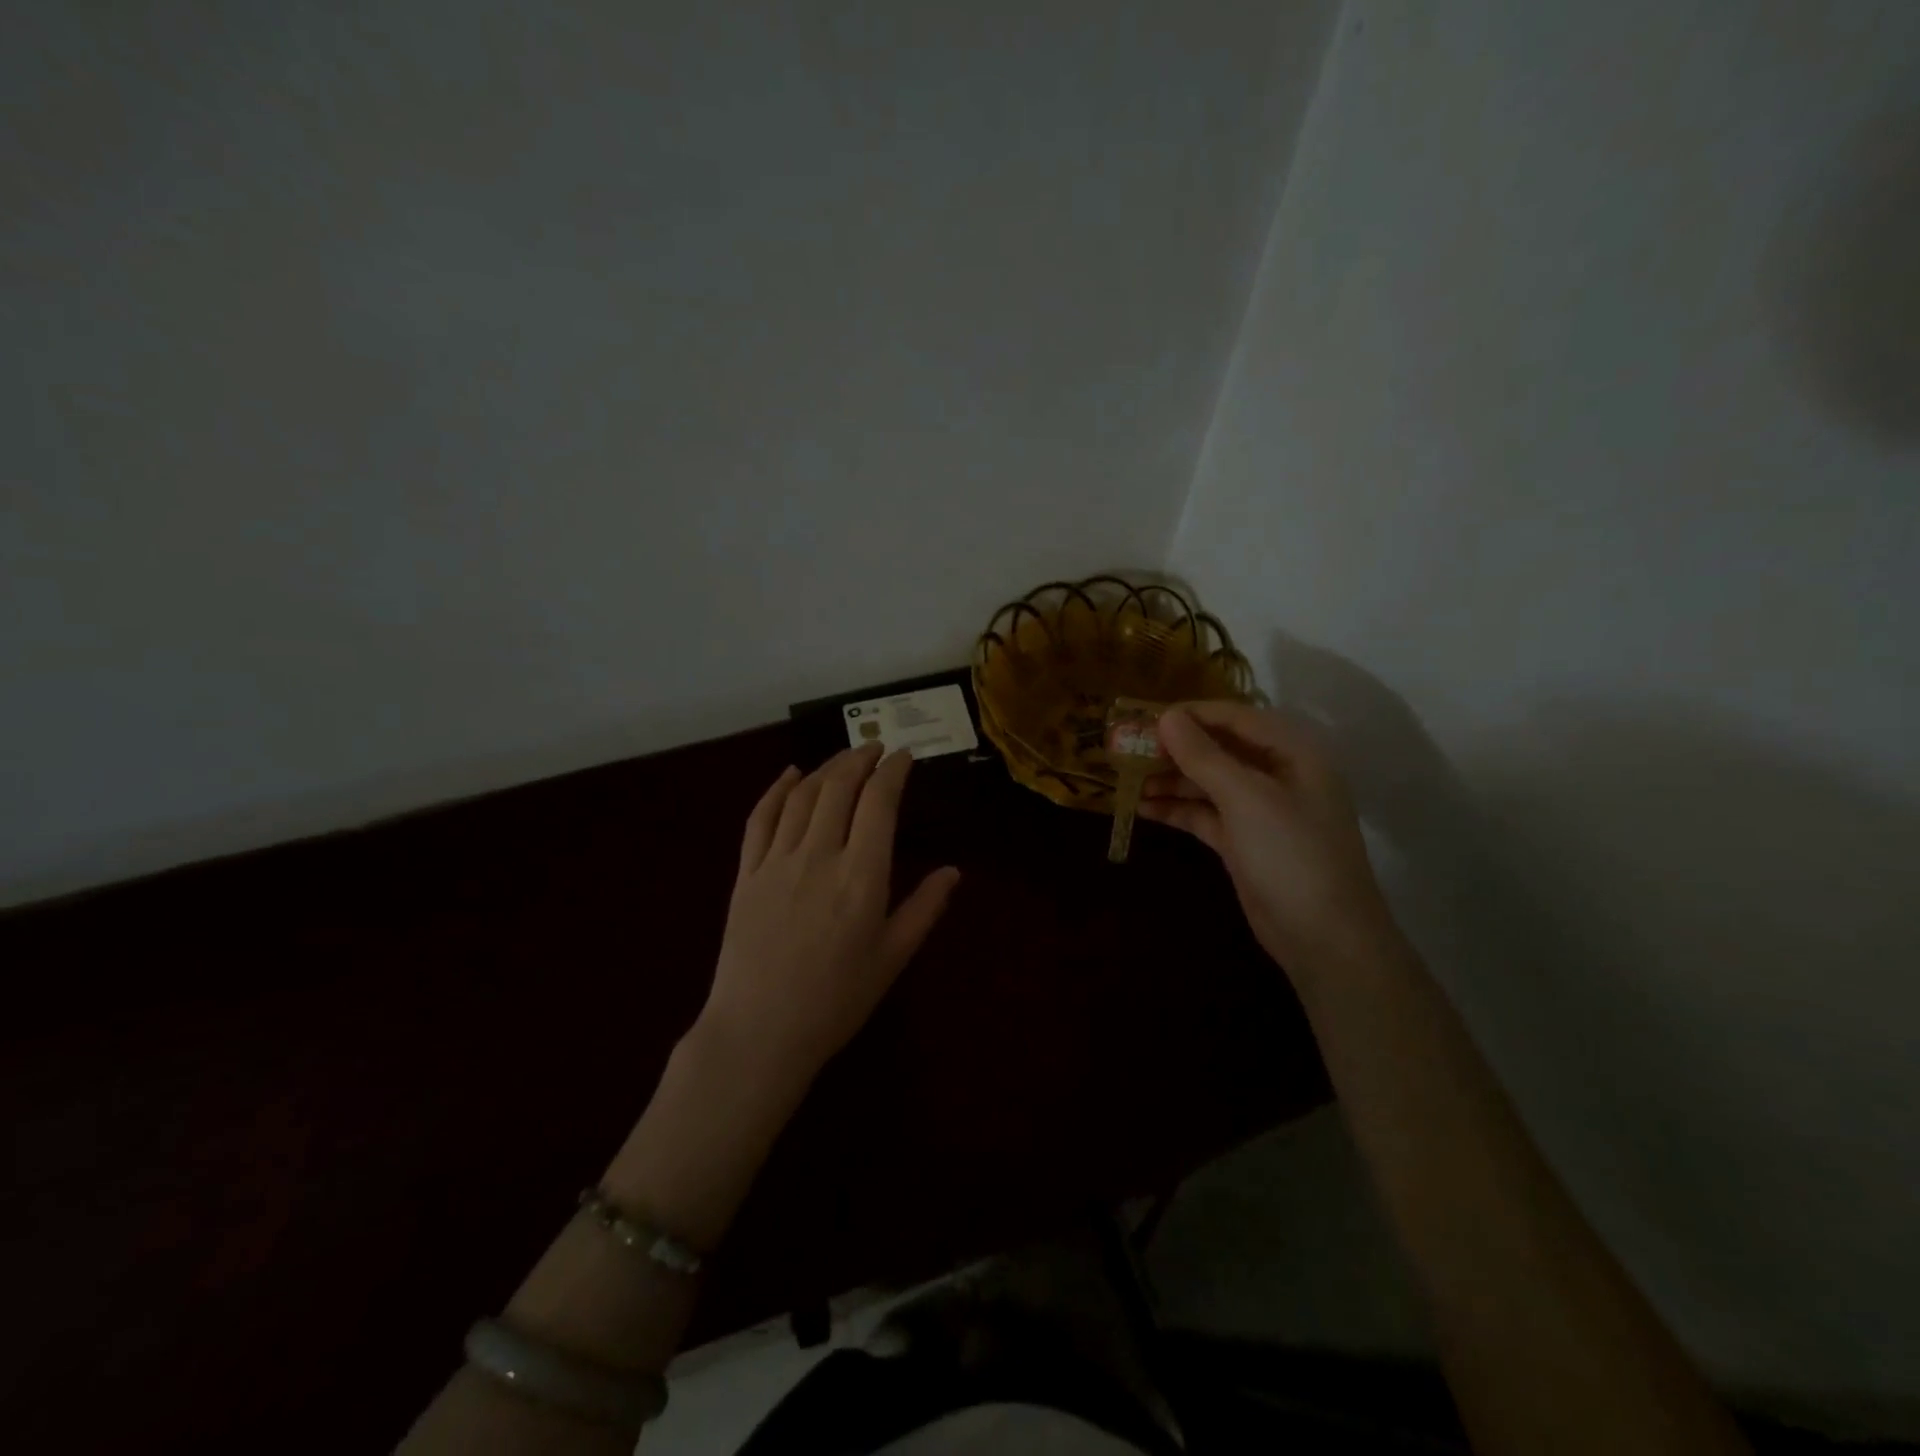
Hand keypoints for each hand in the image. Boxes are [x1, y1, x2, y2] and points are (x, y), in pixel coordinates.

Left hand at [695, 744, 960, 1095]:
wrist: (759, 1033)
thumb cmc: (835, 1001)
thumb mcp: (892, 959)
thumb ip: (924, 909)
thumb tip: (953, 871)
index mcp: (861, 877)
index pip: (879, 803)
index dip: (893, 771)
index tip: (905, 756)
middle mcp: (819, 857)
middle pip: (839, 787)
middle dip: (859, 758)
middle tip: (875, 748)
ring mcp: (777, 862)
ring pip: (802, 795)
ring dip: (825, 768)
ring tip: (844, 759)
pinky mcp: (746, 874)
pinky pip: (760, 818)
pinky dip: (776, 789)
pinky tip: (789, 775)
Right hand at [1143, 702, 1396, 978]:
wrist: (1324, 938)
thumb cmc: (1291, 854)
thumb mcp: (1246, 798)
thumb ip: (1204, 756)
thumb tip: (1167, 716)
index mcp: (1292, 754)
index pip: (1236, 718)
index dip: (1192, 714)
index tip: (1145, 716)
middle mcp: (1277, 776)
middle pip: (1220, 749)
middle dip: (1176, 748)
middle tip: (1129, 748)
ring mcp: (1260, 812)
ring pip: (1208, 783)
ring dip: (1171, 779)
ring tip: (1128, 779)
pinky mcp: (1243, 842)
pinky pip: (1205, 815)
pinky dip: (1177, 809)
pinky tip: (1143, 808)